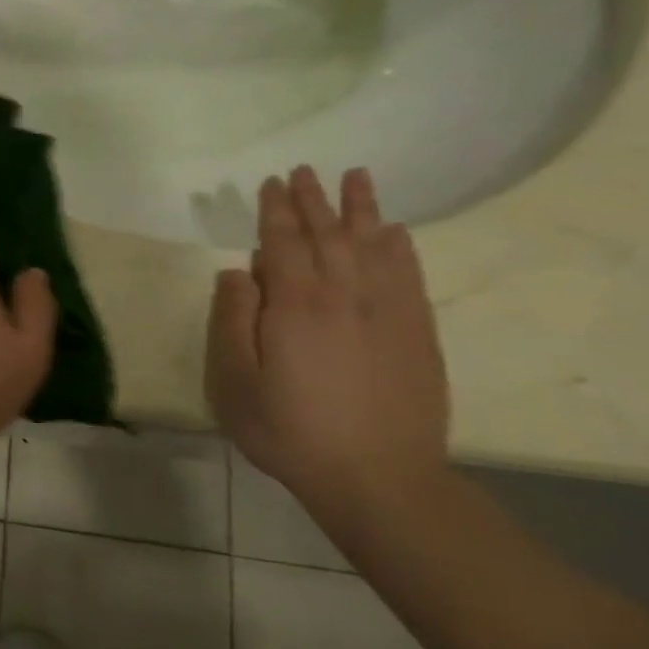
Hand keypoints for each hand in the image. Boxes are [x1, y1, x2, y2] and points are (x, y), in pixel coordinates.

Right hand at [206, 166, 449, 507]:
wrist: (378, 477)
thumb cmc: (289, 430)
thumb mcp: (235, 382)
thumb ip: (232, 321)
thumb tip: (236, 272)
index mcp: (296, 306)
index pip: (284, 243)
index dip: (276, 211)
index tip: (272, 183)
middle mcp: (345, 297)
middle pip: (328, 236)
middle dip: (314, 201)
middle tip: (306, 171)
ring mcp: (388, 313)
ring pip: (373, 246)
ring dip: (361, 210)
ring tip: (356, 178)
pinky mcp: (417, 333)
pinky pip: (408, 275)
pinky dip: (400, 247)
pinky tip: (394, 232)